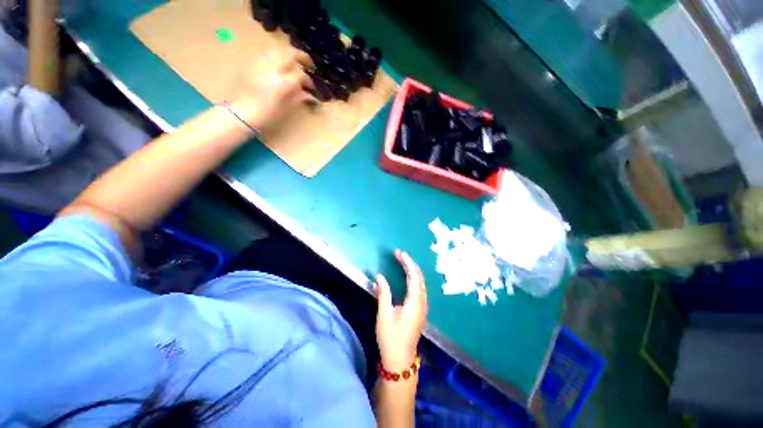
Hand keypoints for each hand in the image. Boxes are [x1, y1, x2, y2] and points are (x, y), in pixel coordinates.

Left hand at [228, 48, 316, 129]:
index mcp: (282, 83)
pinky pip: (267, 55)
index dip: (308, 81)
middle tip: (309, 64)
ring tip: (294, 63)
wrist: (241, 114)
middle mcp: (271, 69)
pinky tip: (279, 66)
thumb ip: (298, 97)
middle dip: (302, 57)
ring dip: (289, 55)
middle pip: (290, 54)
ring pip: (277, 50)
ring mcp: (260, 64)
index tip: (311, 88)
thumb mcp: (286, 108)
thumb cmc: (267, 115)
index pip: (300, 75)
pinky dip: (276, 57)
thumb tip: (309, 94)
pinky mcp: (251, 64)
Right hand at [375, 250, 427, 371]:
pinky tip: (408, 276)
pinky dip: (414, 278)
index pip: (413, 276)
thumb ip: (383, 293)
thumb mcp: (384, 315)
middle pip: (420, 277)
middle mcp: (422, 302)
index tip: (399, 253)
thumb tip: (379, 276)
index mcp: (414, 302)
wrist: (400, 360)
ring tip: (403, 261)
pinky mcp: (421, 310)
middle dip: (410, 264)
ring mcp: (423, 307)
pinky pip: (420, 288)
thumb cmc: (390, 338)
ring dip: (413, 270)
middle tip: (399, 255)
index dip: (407, 263)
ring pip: (421, 282)